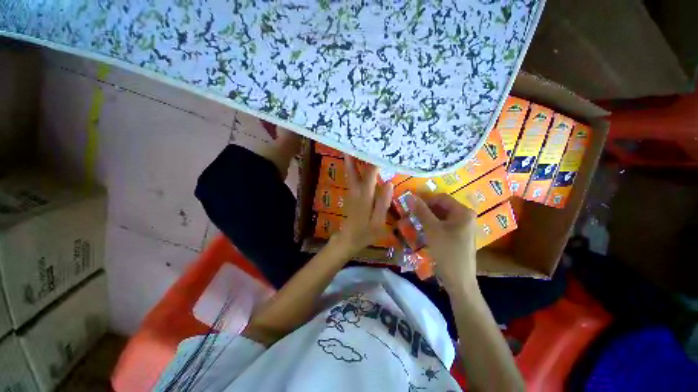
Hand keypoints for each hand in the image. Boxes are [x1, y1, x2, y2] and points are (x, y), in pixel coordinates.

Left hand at [333, 155, 393, 255]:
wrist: (348, 239)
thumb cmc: (365, 233)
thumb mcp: (378, 222)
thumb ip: (383, 203)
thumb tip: (389, 183)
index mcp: (364, 196)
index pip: (370, 173)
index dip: (373, 160)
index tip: (377, 147)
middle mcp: (356, 190)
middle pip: (353, 168)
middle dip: (355, 154)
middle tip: (358, 139)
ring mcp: (352, 191)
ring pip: (351, 171)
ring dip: (354, 158)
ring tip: (359, 145)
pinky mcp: (351, 194)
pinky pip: (353, 177)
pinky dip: (355, 167)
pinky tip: (361, 163)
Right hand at [410, 193, 477, 288]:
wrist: (458, 279)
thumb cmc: (446, 251)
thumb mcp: (432, 229)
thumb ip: (421, 211)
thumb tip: (410, 196)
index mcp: (463, 212)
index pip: (441, 198)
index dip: (425, 200)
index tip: (412, 208)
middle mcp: (466, 217)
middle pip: (442, 207)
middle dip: (426, 210)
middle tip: (412, 216)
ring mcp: (463, 227)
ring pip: (442, 216)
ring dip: (428, 218)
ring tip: (415, 223)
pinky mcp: (459, 236)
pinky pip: (444, 225)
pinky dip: (433, 226)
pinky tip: (424, 231)